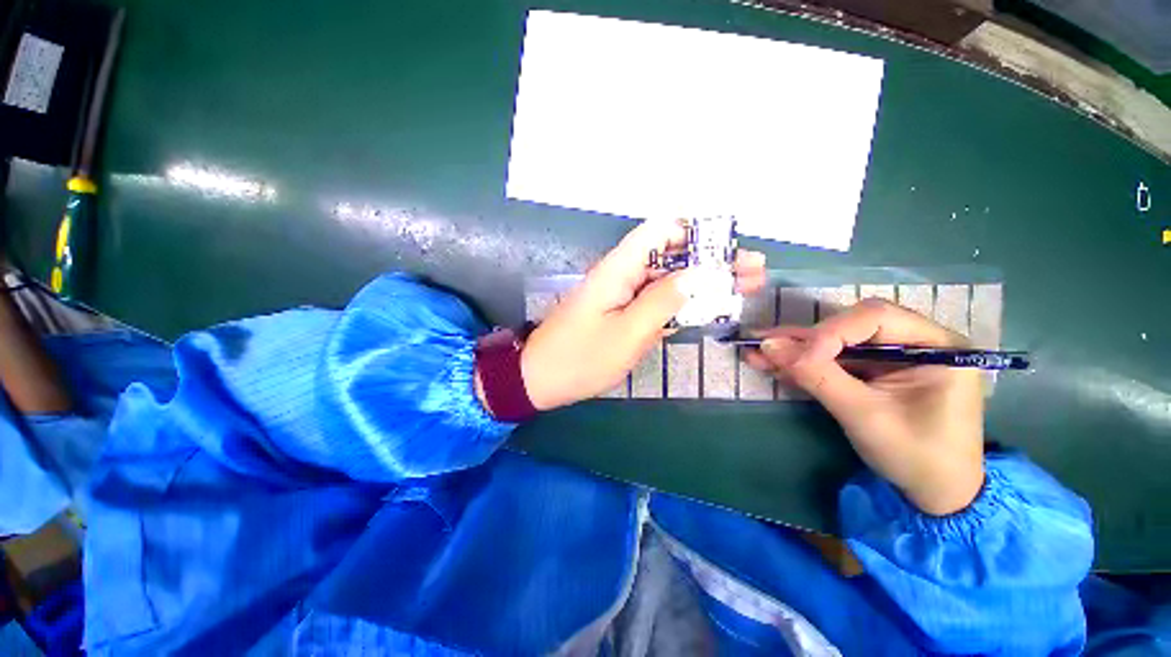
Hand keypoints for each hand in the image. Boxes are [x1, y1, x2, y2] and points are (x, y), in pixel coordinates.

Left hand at [517, 219, 765, 410]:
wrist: (541, 379)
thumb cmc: (581, 358)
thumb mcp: (628, 332)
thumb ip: (664, 300)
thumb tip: (700, 274)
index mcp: (619, 269)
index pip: (660, 230)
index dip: (696, 230)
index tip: (729, 244)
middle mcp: (622, 274)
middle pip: (672, 256)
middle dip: (712, 261)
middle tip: (751, 272)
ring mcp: (623, 295)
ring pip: (668, 280)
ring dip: (703, 283)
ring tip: (744, 288)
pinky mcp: (623, 313)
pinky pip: (657, 301)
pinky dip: (684, 303)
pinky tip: (710, 308)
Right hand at [746, 299, 984, 515]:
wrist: (935, 494)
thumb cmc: (916, 456)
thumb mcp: (865, 416)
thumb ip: (817, 377)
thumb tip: (768, 345)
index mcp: (935, 344)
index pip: (875, 318)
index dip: (830, 333)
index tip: (795, 356)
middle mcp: (914, 340)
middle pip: (849, 326)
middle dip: (804, 340)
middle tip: (763, 346)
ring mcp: (891, 355)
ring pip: (834, 342)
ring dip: (795, 350)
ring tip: (757, 352)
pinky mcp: (872, 370)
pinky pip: (833, 360)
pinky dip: (803, 363)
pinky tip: (773, 364)